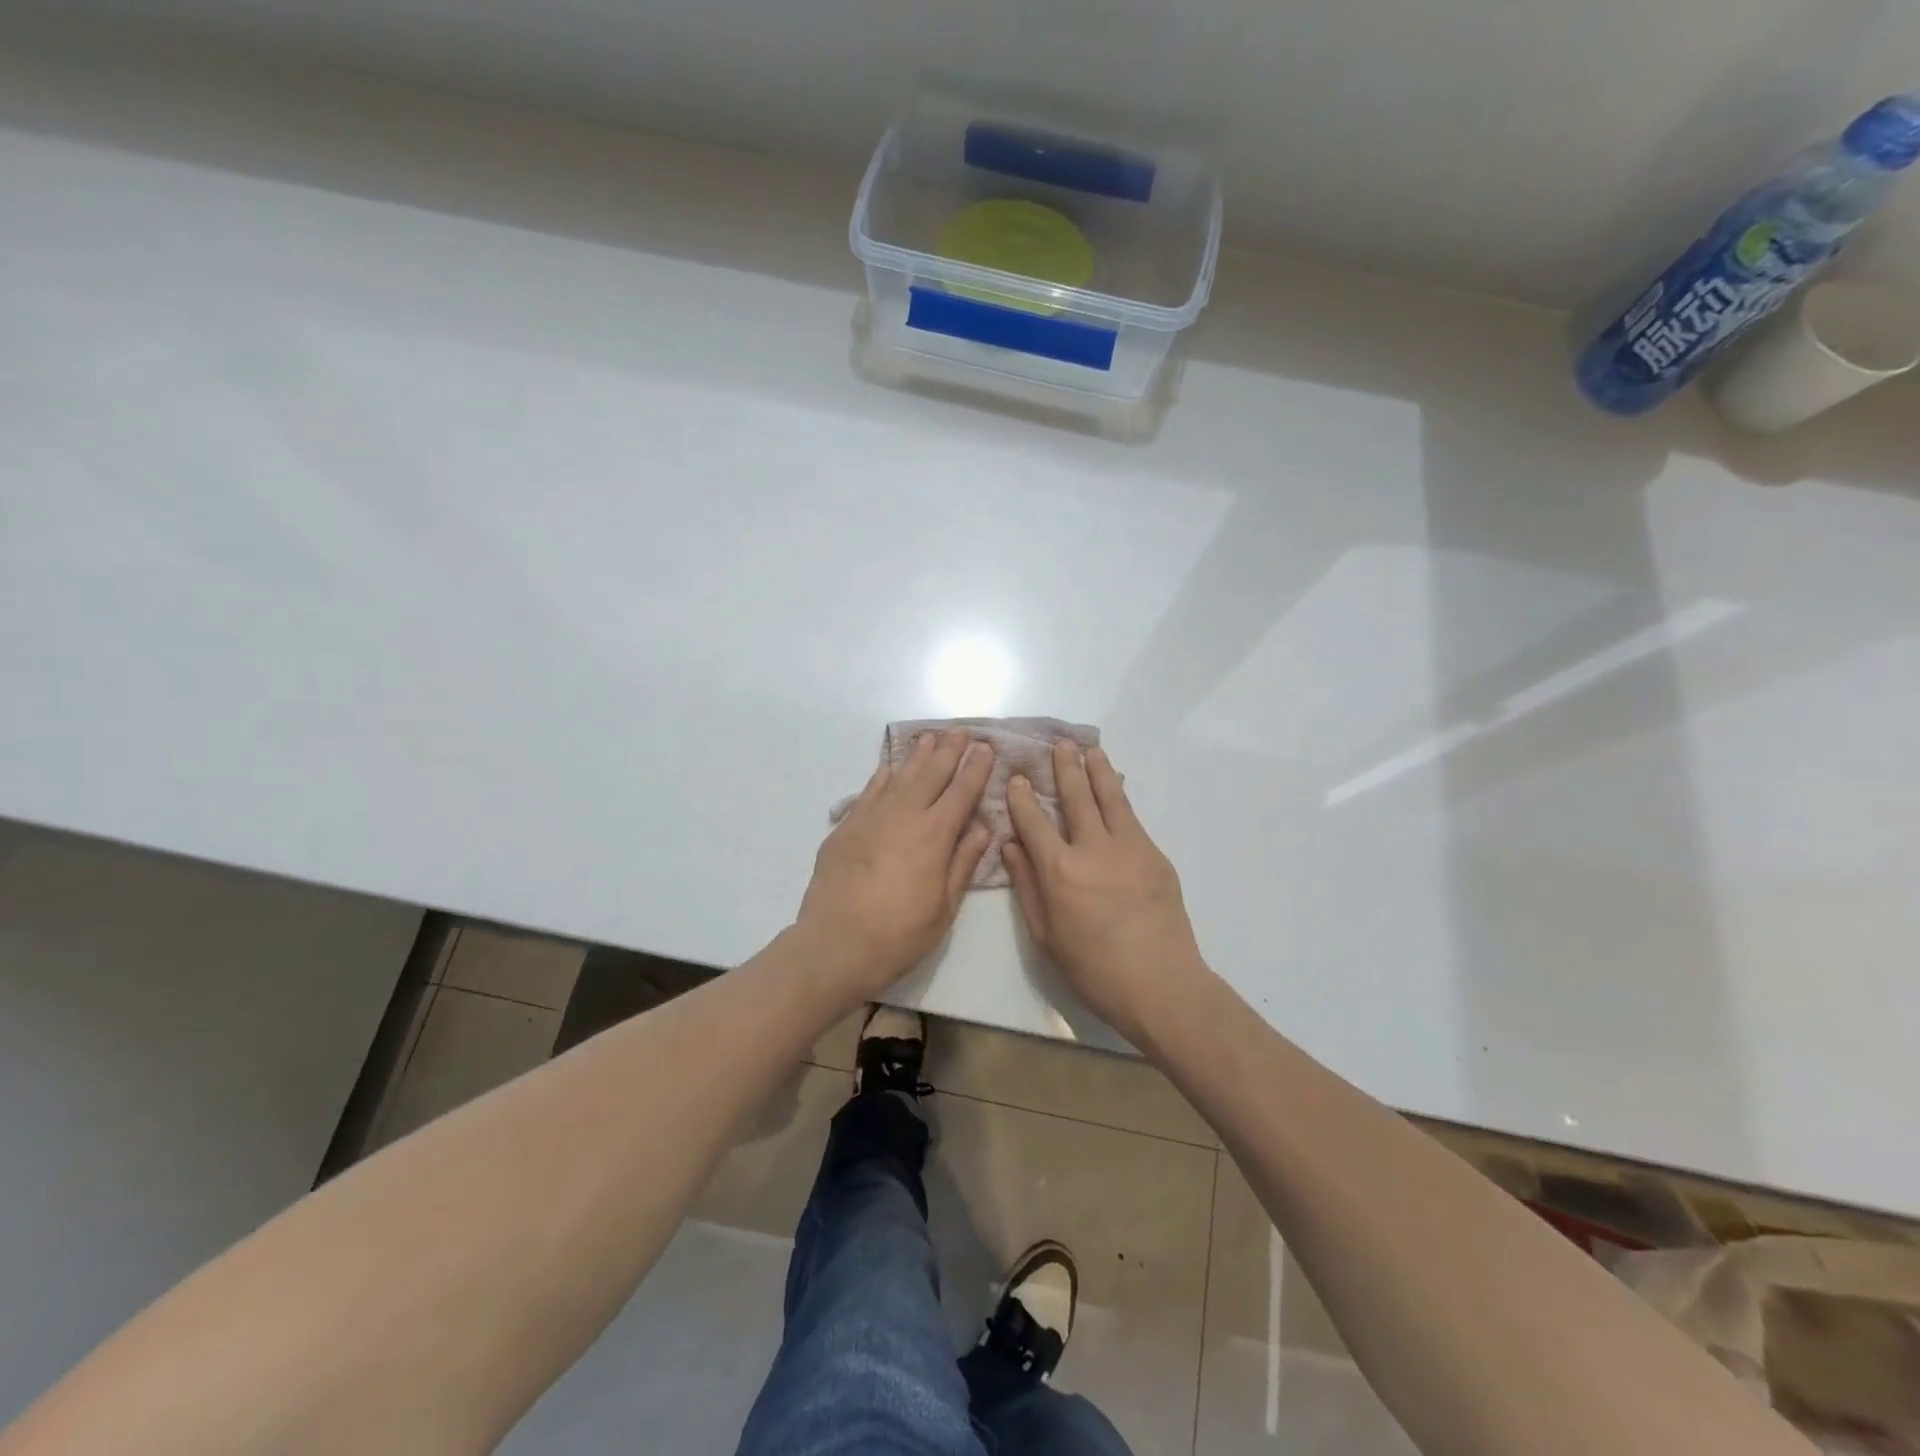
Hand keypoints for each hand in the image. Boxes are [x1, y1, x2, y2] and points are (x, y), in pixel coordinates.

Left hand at [795, 730, 993, 999]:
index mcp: (934, 834)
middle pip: (931, 774)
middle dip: (949, 751)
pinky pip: (870, 790)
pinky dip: (884, 775)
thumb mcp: (944, 906)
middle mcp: (904, 815)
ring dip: (918, 755)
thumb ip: (963, 861)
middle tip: (960, 732)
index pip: (961, 791)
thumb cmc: (899, 934)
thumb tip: (981, 825)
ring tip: (930, 737)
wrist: (835, 944)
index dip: (975, 768)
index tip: (985, 748)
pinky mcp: (846, 826)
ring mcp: (871, 817)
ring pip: (900, 776)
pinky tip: (891, 767)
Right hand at [1004, 743, 1205, 1044]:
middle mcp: (1093, 849)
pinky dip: (1120, 797)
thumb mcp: (1045, 935)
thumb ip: (1027, 886)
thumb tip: (1011, 847)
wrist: (1160, 984)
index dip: (1023, 797)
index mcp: (1059, 871)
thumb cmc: (1093, 969)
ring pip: (1110, 798)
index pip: (1034, 821)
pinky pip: (1132, 818)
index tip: (1017, 778)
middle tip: (1058, 746)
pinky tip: (1116, 789)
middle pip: (1076, 798)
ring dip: (1097, 771)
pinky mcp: (1155, 856)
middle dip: (1064, 769)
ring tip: (1089, 750)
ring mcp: (1129, 848)